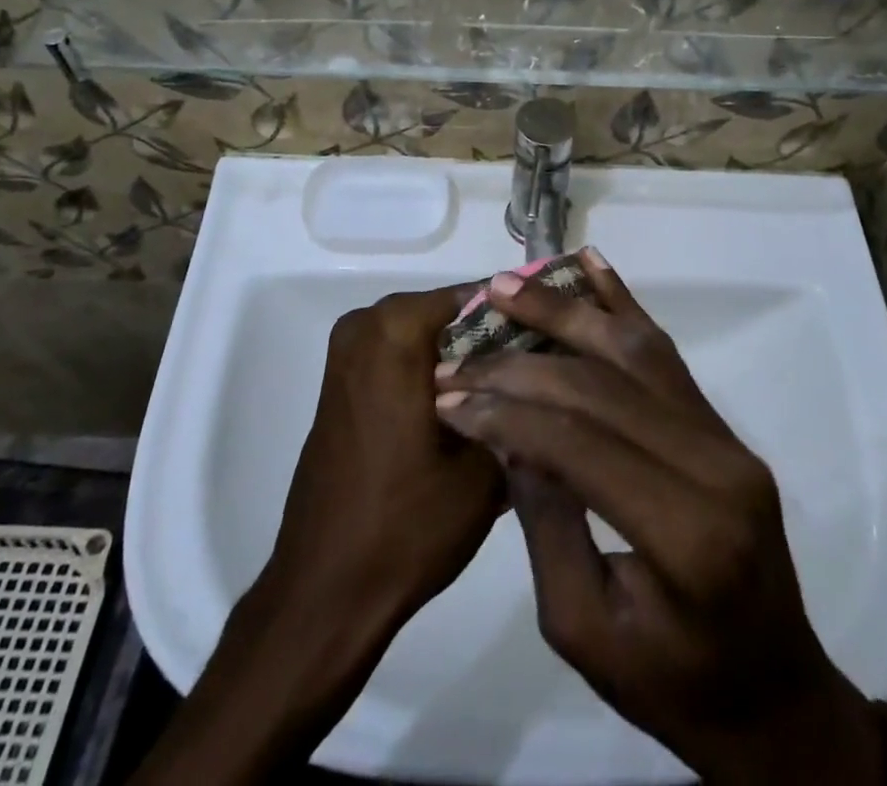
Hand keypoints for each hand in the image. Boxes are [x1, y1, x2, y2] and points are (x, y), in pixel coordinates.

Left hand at [137, 287, 502, 785]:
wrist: (326, 590)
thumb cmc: (408, 524)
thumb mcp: (487, 465)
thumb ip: (520, 402)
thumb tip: (549, 365)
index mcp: (397, 328)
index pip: (480, 296)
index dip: (524, 317)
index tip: (560, 344)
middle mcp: (367, 324)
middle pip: (452, 314)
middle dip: (496, 339)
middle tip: (542, 374)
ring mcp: (348, 353)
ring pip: (428, 336)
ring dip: (467, 358)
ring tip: (513, 395)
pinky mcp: (342, 382)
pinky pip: (402, 356)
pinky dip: (435, 372)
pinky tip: (471, 410)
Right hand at [433, 252, 886, 785]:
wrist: (773, 697)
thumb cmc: (672, 687)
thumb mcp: (583, 632)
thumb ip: (544, 524)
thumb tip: (507, 434)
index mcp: (684, 534)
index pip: (578, 443)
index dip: (506, 414)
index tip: (447, 396)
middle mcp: (714, 466)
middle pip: (601, 387)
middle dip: (520, 365)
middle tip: (460, 351)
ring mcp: (726, 437)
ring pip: (634, 350)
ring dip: (566, 310)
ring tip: (508, 285)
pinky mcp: (723, 426)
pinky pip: (665, 353)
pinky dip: (622, 303)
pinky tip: (591, 265)